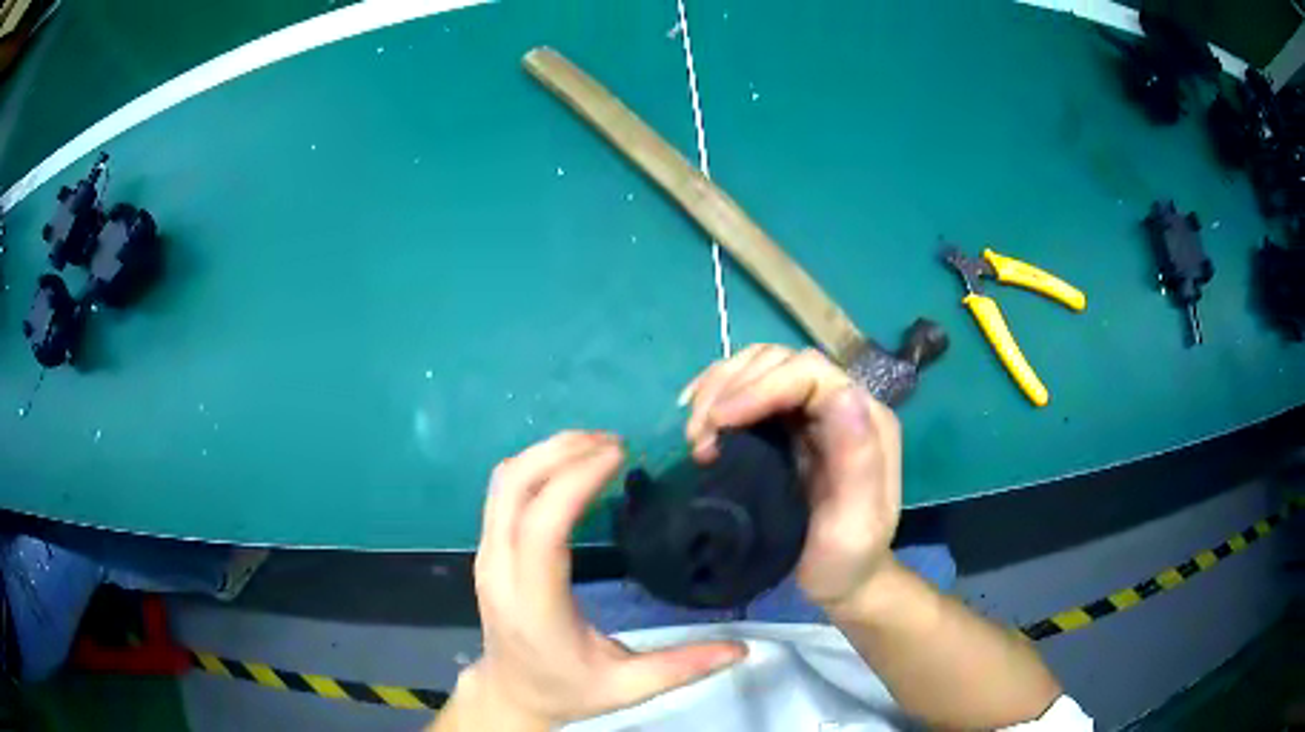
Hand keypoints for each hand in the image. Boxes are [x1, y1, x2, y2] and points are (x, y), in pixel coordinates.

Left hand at [464, 431, 745, 728]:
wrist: (511, 693)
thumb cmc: (567, 690)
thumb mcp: (626, 687)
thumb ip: (681, 668)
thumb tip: (741, 647)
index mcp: (534, 605)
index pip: (542, 528)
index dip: (575, 480)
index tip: (620, 454)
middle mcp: (499, 570)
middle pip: (513, 487)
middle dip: (562, 451)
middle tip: (614, 442)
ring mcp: (486, 555)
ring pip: (503, 482)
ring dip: (546, 452)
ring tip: (596, 445)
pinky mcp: (487, 548)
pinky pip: (503, 491)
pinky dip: (535, 465)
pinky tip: (570, 466)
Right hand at [680, 345, 901, 609]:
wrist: (839, 581)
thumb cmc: (846, 560)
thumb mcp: (855, 523)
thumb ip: (859, 460)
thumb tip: (844, 392)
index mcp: (866, 420)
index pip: (810, 373)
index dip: (759, 386)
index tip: (718, 422)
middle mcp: (840, 404)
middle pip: (779, 362)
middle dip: (731, 388)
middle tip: (698, 436)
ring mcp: (811, 412)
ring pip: (759, 368)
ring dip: (719, 390)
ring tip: (695, 433)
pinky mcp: (786, 425)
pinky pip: (748, 389)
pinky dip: (716, 394)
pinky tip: (696, 416)